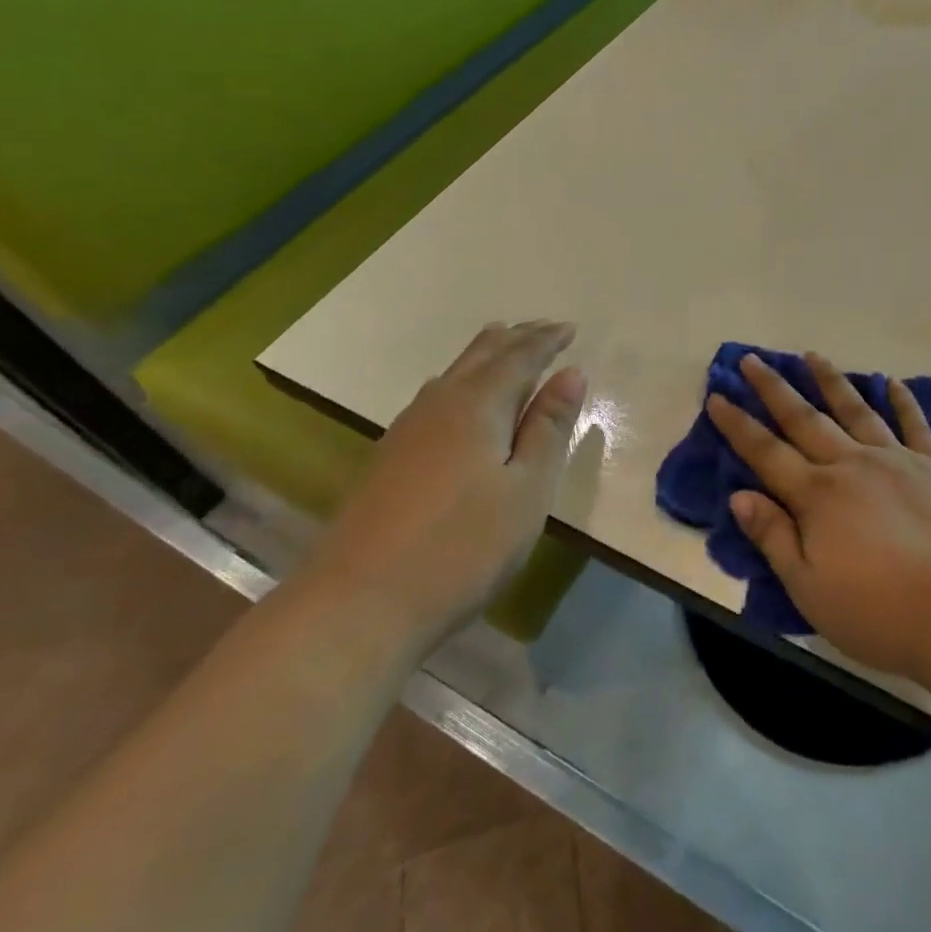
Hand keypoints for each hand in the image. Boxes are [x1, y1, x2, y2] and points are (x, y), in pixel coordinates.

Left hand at [306, 321, 584, 655]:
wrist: (358, 604)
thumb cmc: (463, 546)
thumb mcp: (527, 489)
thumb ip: (549, 428)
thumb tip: (571, 373)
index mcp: (478, 405)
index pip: (520, 357)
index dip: (546, 341)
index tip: (570, 327)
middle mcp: (440, 404)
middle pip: (481, 356)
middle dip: (516, 338)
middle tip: (543, 327)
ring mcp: (408, 430)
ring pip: (453, 374)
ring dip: (485, 355)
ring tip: (502, 342)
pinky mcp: (389, 458)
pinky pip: (436, 396)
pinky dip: (461, 381)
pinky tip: (455, 396)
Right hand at [707, 351, 930, 681]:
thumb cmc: (880, 612)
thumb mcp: (810, 588)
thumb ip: (773, 538)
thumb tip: (739, 496)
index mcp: (817, 495)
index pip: (766, 452)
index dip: (738, 424)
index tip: (718, 395)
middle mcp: (852, 464)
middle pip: (805, 419)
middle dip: (774, 388)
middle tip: (753, 359)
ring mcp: (896, 459)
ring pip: (855, 410)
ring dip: (830, 381)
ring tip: (812, 355)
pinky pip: (915, 424)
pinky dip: (903, 401)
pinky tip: (892, 382)